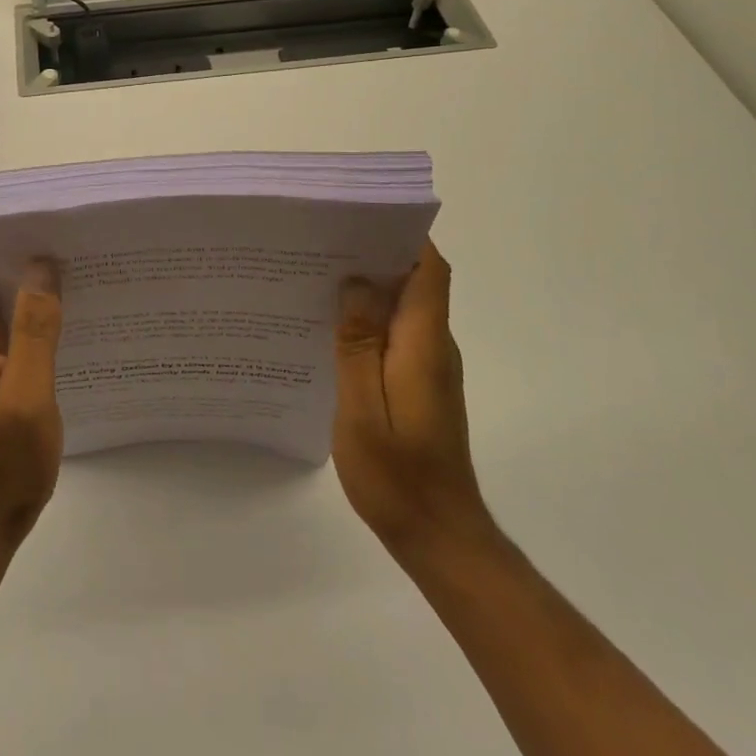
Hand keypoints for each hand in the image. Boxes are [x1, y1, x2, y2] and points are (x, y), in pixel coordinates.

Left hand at [0, 221, 63, 551]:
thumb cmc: (0, 465)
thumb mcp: (27, 396)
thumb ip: (35, 328)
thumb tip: (42, 263)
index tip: (31, 209)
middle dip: (12, 242)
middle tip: (63, 227)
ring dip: (23, 273)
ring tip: (71, 255)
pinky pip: (4, 320)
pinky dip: (28, 304)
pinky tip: (65, 305)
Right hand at [333, 241, 492, 560]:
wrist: (439, 537)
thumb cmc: (398, 475)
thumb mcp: (363, 407)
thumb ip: (359, 342)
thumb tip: (356, 281)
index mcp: (424, 343)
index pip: (429, 270)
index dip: (403, 236)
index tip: (360, 217)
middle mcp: (435, 346)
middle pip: (415, 281)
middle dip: (375, 253)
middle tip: (322, 242)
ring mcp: (430, 366)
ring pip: (404, 306)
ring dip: (369, 286)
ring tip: (316, 275)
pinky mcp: (421, 383)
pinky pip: (396, 333)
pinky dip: (369, 319)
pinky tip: (330, 327)